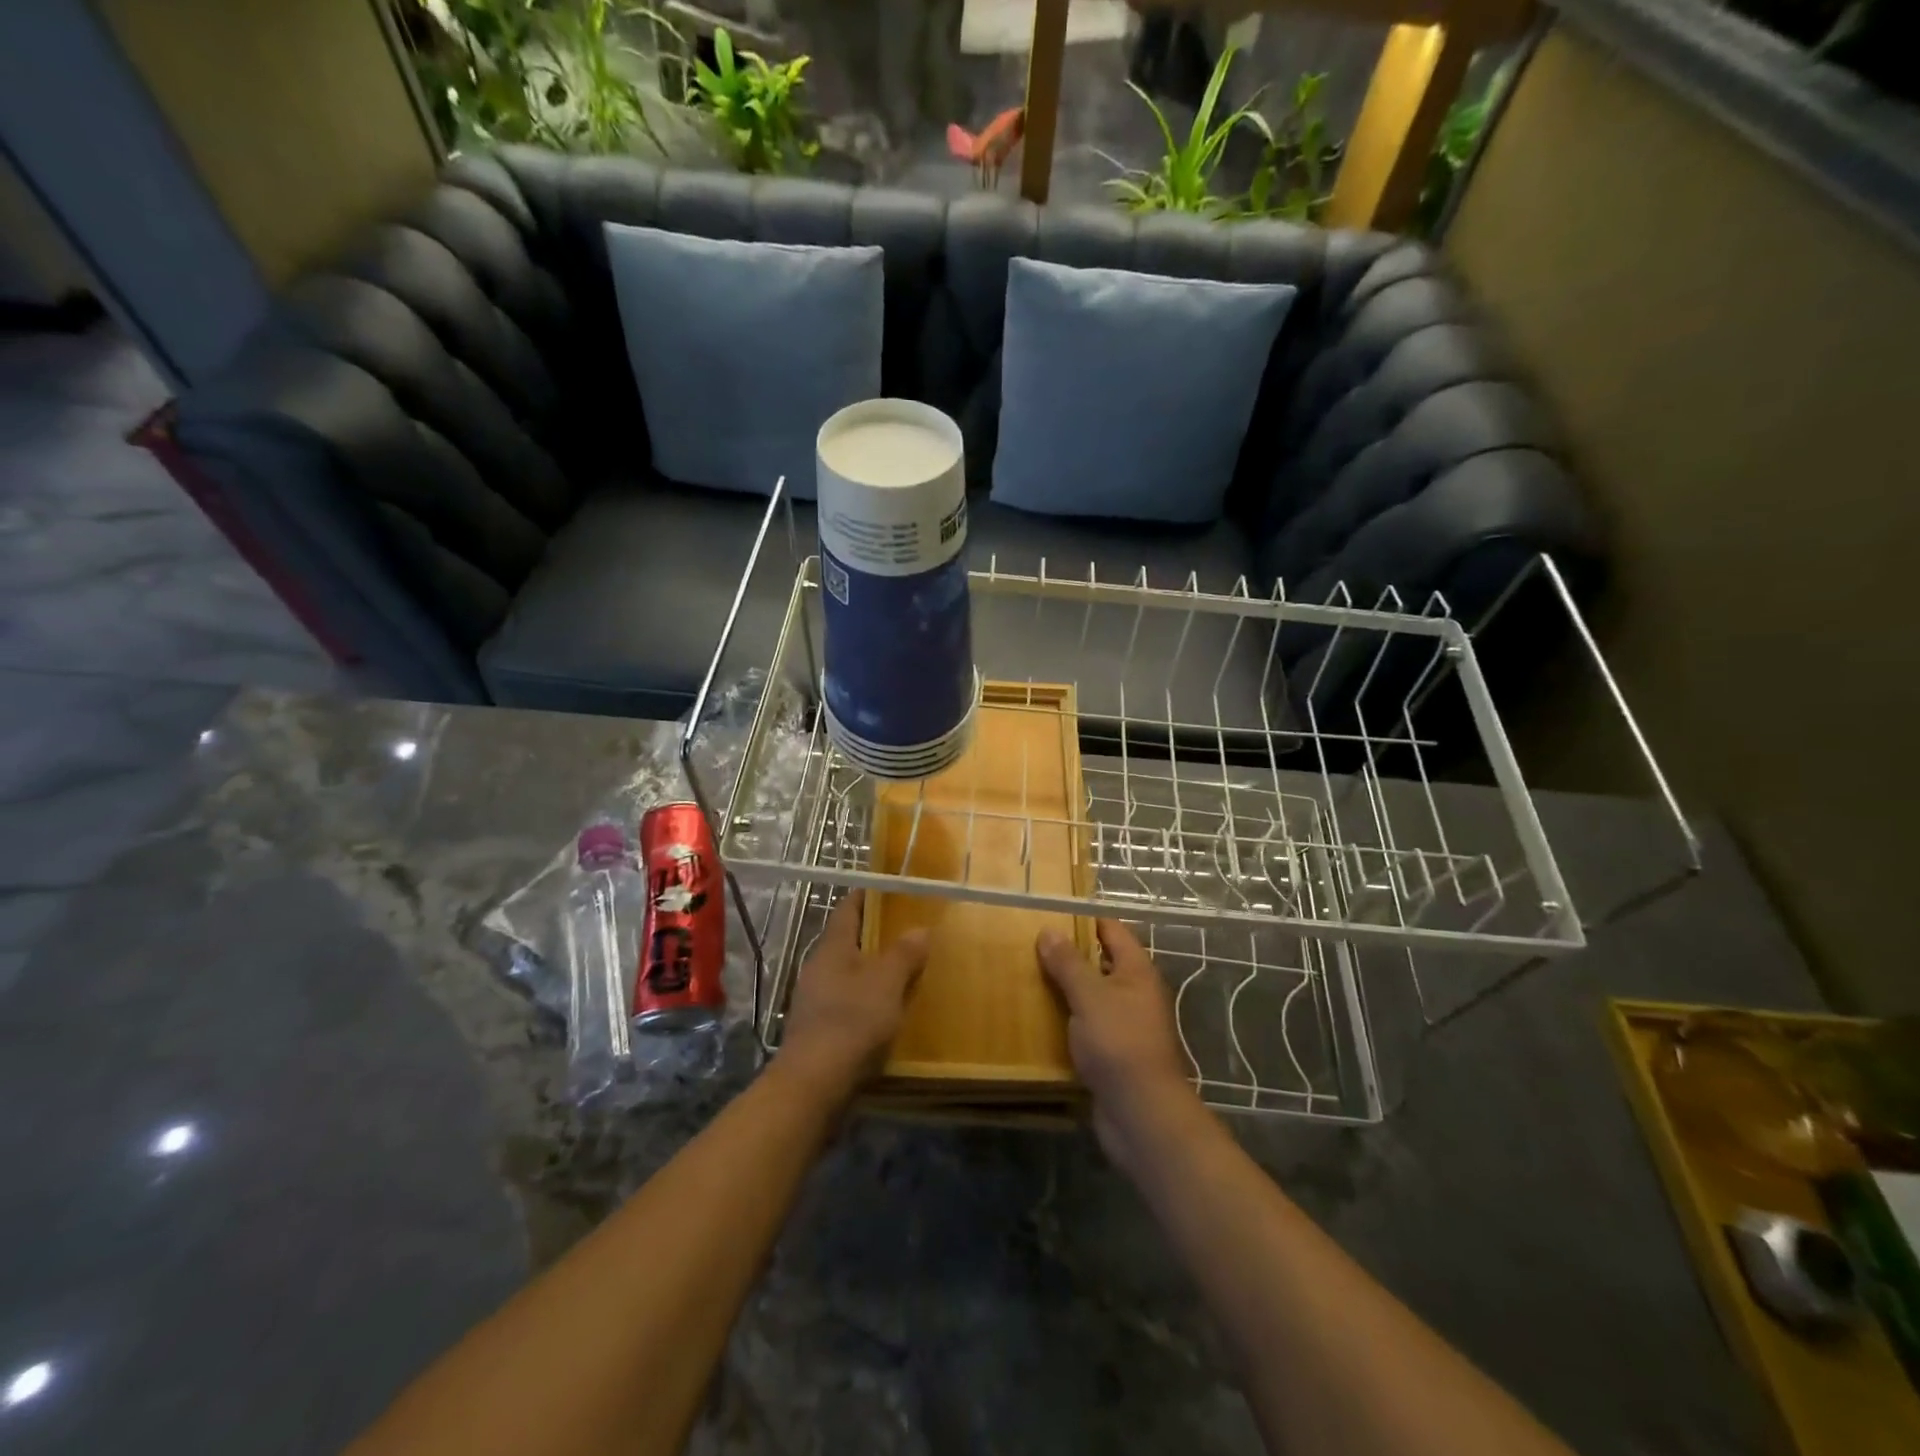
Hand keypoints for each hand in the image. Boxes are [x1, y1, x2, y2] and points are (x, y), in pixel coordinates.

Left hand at [778, 891, 927, 1103]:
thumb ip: (903, 954)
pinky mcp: (818, 1030)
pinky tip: (886, 1012)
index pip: (847, 910)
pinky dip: (866, 1001)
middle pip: (847, 943)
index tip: (886, 889)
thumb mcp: (886, 982)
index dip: (865, 897)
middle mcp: (818, 968)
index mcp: (832, 948)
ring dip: (871, 972)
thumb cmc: (852, 1020)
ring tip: (903, 973)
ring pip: (847, 975)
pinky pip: (847, 1003)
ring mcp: (814, 1000)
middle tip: (906, 932)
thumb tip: (919, 929)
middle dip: (873, 937)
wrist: (814, 1082)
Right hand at [1037, 919, 1206, 1176]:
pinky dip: (1066, 1020)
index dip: (1084, 918)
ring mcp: (1125, 1025)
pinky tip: (1037, 1020)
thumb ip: (1069, 963)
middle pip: (1100, 963)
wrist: (1141, 1114)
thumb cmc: (1119, 1044)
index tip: (1050, 913)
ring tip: (1026, 978)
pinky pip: (1086, 1026)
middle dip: (1068, 955)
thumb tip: (1049, 930)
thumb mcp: (1090, 997)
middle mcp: (1135, 993)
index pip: (1111, 931)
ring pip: (1091, 996)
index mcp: (1136, 972)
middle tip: (1029, 945)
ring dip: (1064, 989)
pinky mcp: (1113, 1053)